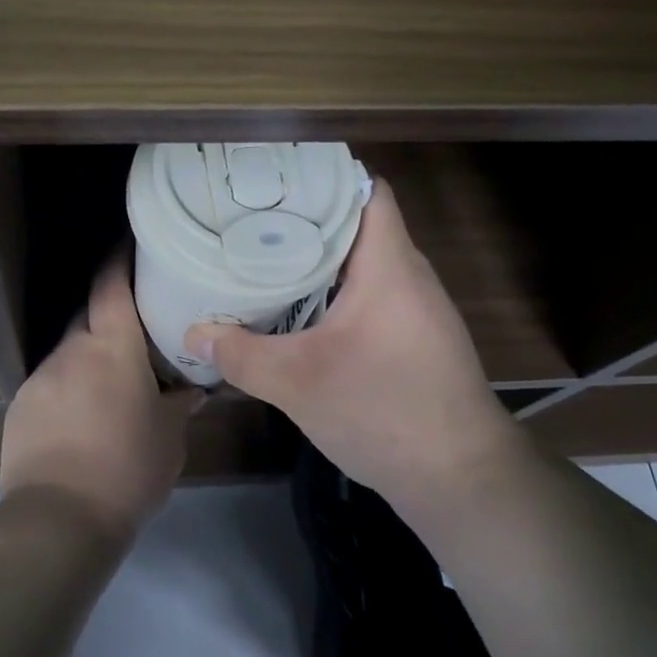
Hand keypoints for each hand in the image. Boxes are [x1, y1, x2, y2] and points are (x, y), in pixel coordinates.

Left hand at [0, 252, 200, 539]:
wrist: (58, 520)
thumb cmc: (128, 469)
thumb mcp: (169, 438)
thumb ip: (179, 405)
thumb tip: (190, 389)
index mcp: (112, 347)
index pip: (111, 285)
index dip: (119, 259)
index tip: (129, 244)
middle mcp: (72, 350)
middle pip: (90, 315)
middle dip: (109, 316)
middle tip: (135, 332)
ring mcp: (40, 377)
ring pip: (70, 351)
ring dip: (89, 358)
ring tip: (110, 386)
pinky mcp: (20, 405)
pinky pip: (51, 382)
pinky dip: (68, 387)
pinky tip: (81, 419)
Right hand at [184, 179, 514, 517]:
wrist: (462, 480)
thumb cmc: (384, 411)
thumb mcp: (299, 383)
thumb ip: (242, 355)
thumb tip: (194, 334)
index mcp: (390, 265)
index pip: (368, 190)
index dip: (324, 176)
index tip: (275, 181)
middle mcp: (410, 275)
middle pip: (360, 224)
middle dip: (308, 219)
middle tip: (253, 220)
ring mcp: (417, 308)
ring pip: (365, 262)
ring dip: (321, 259)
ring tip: (267, 256)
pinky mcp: (416, 338)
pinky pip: (372, 293)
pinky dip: (337, 291)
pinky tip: (302, 309)